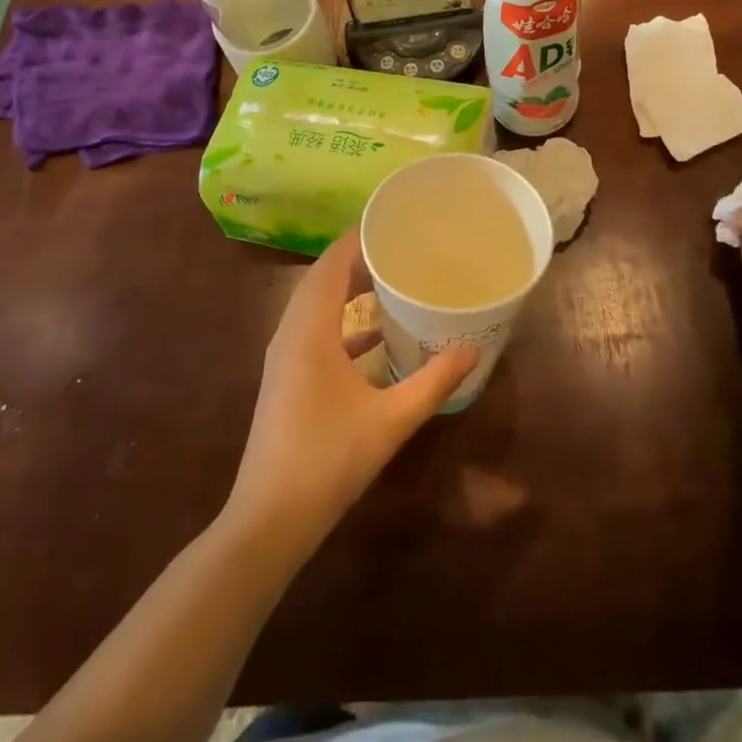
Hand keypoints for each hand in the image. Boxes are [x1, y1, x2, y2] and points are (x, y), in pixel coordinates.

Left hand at [226, 233, 477, 552]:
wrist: (269, 520)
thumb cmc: (328, 460)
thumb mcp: (390, 420)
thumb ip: (432, 382)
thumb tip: (472, 350)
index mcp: (310, 329)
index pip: (332, 262)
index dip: (359, 237)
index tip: (394, 222)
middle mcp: (292, 332)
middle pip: (324, 277)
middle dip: (359, 258)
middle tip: (402, 247)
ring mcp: (285, 356)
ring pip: (317, 304)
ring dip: (349, 288)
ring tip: (392, 278)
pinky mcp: (287, 377)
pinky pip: (316, 330)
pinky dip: (343, 321)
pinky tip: (376, 334)